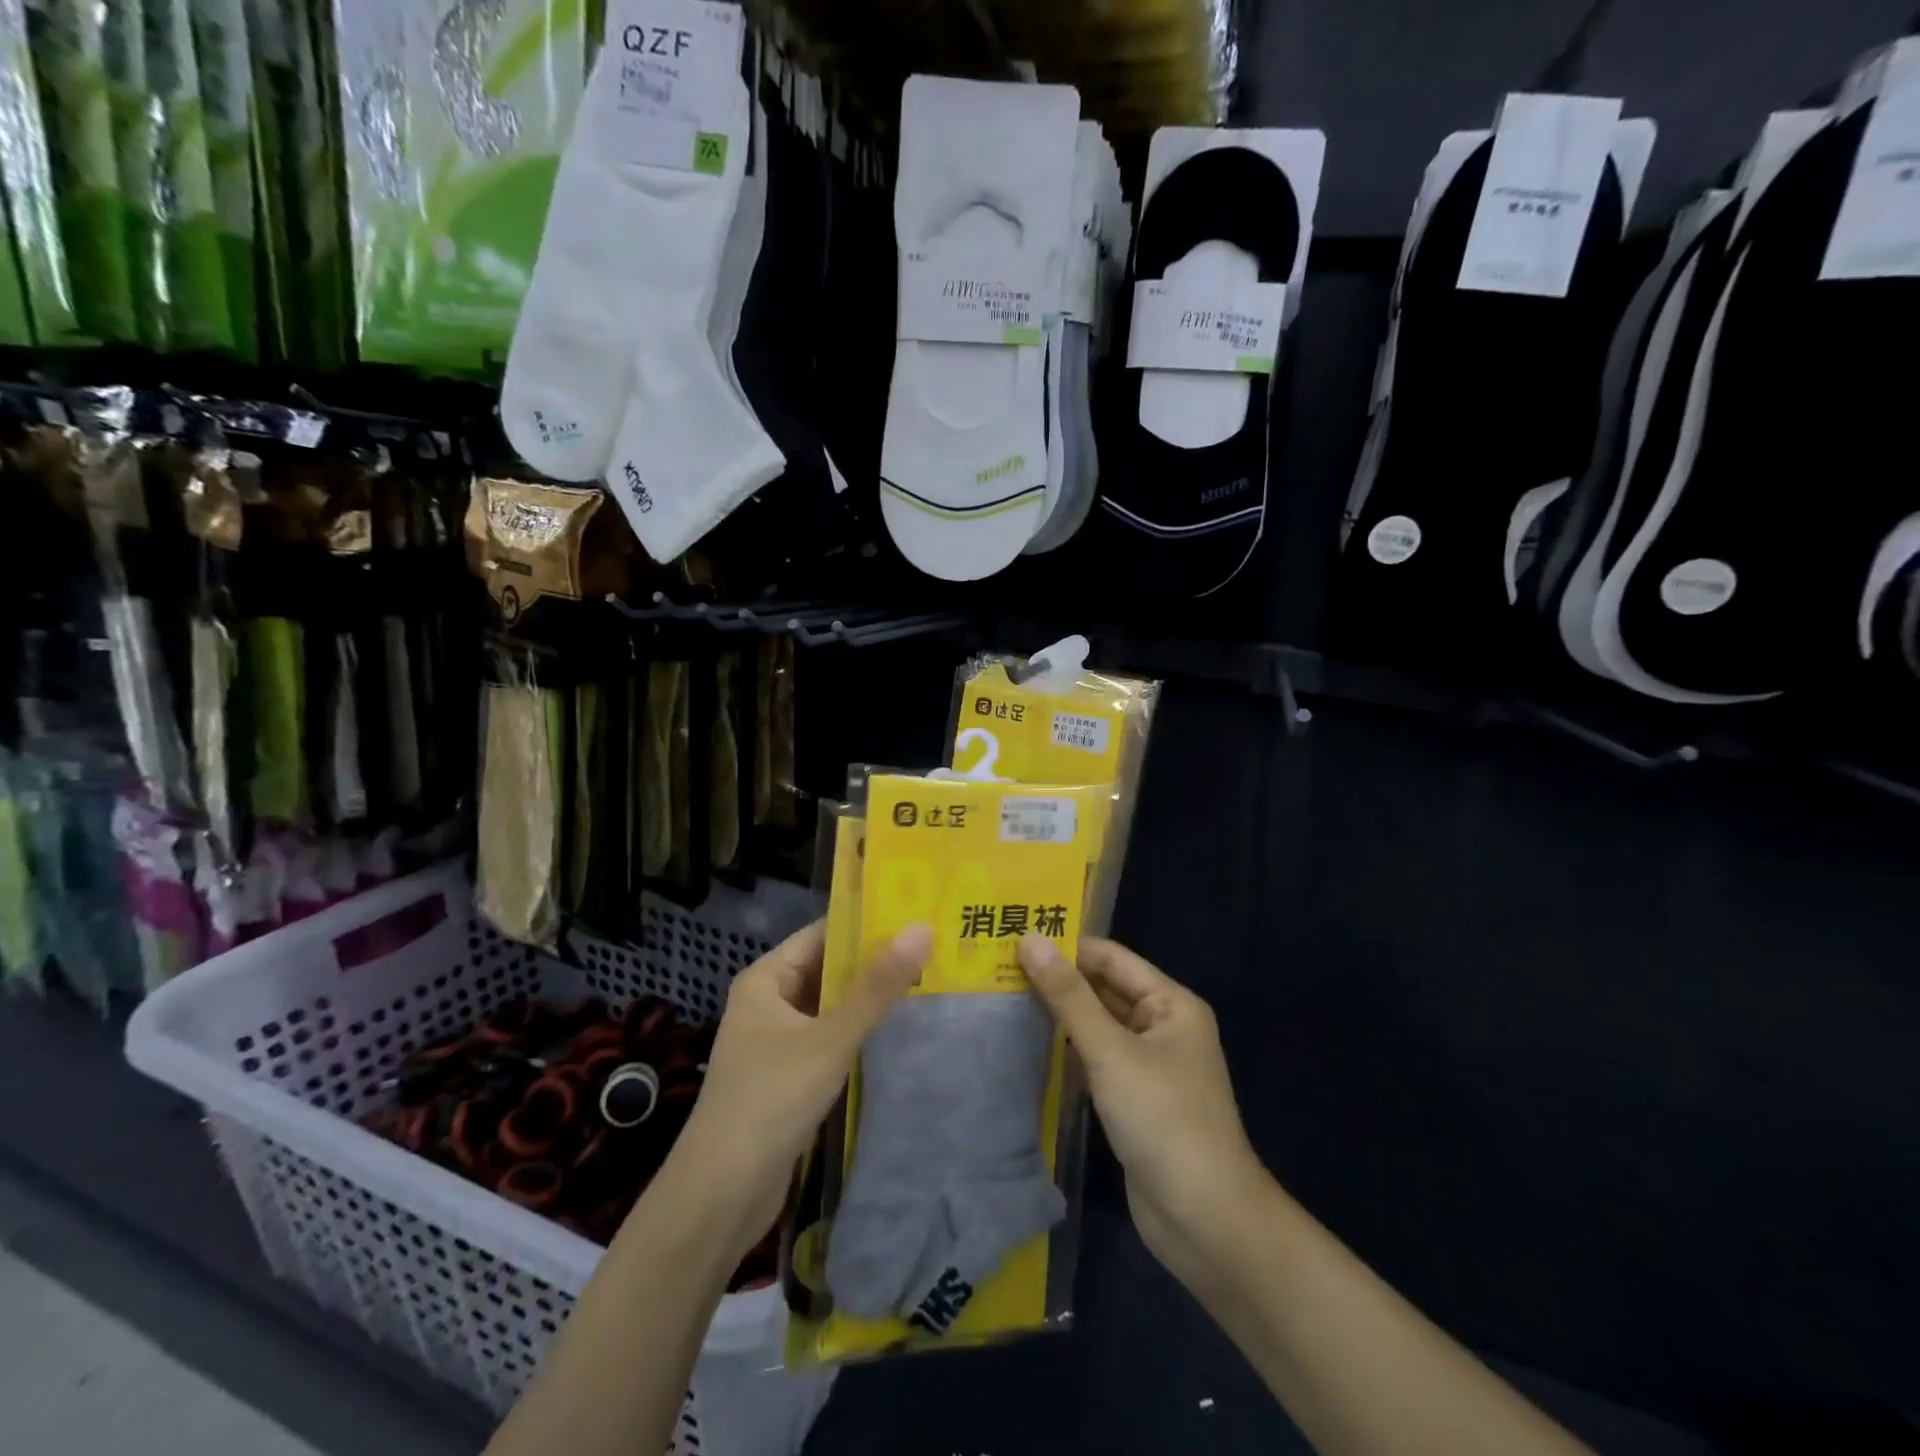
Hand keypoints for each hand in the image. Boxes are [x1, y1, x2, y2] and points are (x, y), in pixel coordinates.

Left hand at [660, 920, 932, 1259]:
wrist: (720, 1198)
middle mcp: (769, 1001)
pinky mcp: (788, 1076)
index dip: (866, 924)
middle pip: (828, 969)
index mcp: (766, 979)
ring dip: (870, 999)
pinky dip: (859, 1032)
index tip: (916, 915)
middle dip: (875, 962)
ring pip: (831, 1006)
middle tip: (933, 948)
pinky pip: (830, 1038)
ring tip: (928, 980)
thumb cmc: (770, 1102)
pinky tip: (899, 1030)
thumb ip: (876, 988)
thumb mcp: (829, 1040)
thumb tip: (922, 929)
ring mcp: (777, 1041)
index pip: (822, 934)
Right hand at [1018, 934, 1267, 1293]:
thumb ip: (1068, 996)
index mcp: (1171, 1003)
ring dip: (1060, 1016)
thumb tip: (1029, 939)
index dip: (1067, 947)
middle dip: (1059, 981)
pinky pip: (1097, 1060)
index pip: (1111, 958)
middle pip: (1105, 990)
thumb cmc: (1163, 1119)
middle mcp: (1163, 1026)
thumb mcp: (1111, 1050)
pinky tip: (1029, 1046)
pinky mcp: (1135, 1100)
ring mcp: (1150, 1066)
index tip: (1014, 940)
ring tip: (1005, 999)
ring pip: (1098, 1026)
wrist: (1205, 1220)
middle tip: (1000, 969)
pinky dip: (1068, 1051)